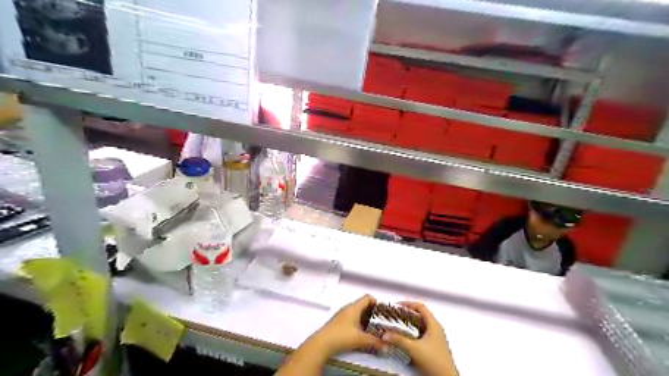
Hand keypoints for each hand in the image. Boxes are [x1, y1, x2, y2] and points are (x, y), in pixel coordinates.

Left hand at [305, 295, 383, 357]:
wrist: (322, 343)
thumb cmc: (341, 336)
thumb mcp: (361, 339)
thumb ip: (375, 341)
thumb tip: (385, 344)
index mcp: (354, 307)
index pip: (368, 298)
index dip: (376, 302)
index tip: (383, 311)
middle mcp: (348, 308)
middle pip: (363, 304)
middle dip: (372, 312)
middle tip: (380, 320)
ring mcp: (342, 314)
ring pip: (357, 311)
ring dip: (365, 318)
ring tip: (372, 327)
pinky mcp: (338, 321)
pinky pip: (351, 317)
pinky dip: (358, 322)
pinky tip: (360, 332)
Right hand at [381, 302, 459, 375]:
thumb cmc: (434, 361)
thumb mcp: (414, 349)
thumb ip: (399, 340)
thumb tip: (385, 334)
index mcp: (433, 324)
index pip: (420, 307)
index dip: (408, 304)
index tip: (397, 306)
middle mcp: (435, 329)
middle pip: (419, 316)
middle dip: (406, 315)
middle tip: (394, 316)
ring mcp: (435, 338)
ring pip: (419, 326)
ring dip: (408, 325)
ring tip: (396, 326)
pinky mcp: (433, 347)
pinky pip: (420, 335)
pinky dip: (411, 334)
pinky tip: (404, 339)